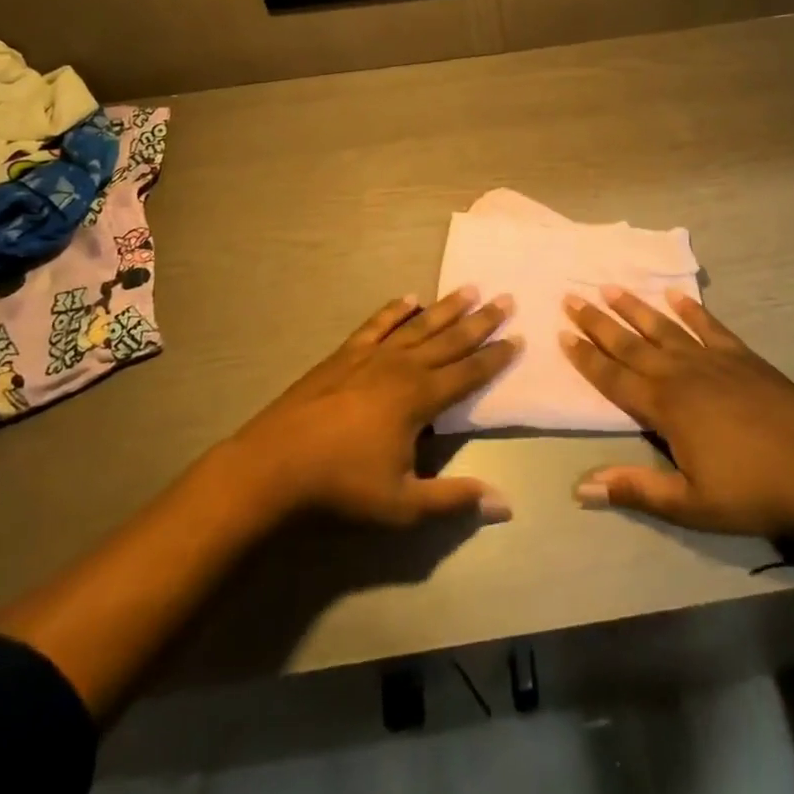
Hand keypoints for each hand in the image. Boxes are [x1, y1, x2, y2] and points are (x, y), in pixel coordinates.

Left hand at [227, 288, 520, 527]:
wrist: (275, 465)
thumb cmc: (342, 486)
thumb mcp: (402, 504)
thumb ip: (453, 499)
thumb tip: (506, 504)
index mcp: (420, 399)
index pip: (468, 373)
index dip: (495, 357)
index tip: (518, 338)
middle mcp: (402, 367)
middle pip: (449, 339)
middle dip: (480, 321)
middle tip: (506, 299)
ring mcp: (371, 356)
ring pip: (418, 325)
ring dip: (445, 307)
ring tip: (470, 288)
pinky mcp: (345, 353)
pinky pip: (377, 324)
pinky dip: (395, 310)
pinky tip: (408, 299)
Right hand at [561, 287, 793, 536]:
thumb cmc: (750, 492)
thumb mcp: (689, 503)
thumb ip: (635, 488)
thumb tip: (581, 487)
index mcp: (664, 407)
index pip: (613, 377)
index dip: (586, 357)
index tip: (562, 334)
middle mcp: (681, 373)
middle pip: (630, 343)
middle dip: (598, 322)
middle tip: (572, 297)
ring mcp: (712, 359)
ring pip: (664, 327)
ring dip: (635, 308)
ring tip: (611, 287)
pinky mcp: (742, 356)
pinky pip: (709, 325)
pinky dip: (691, 309)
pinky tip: (676, 296)